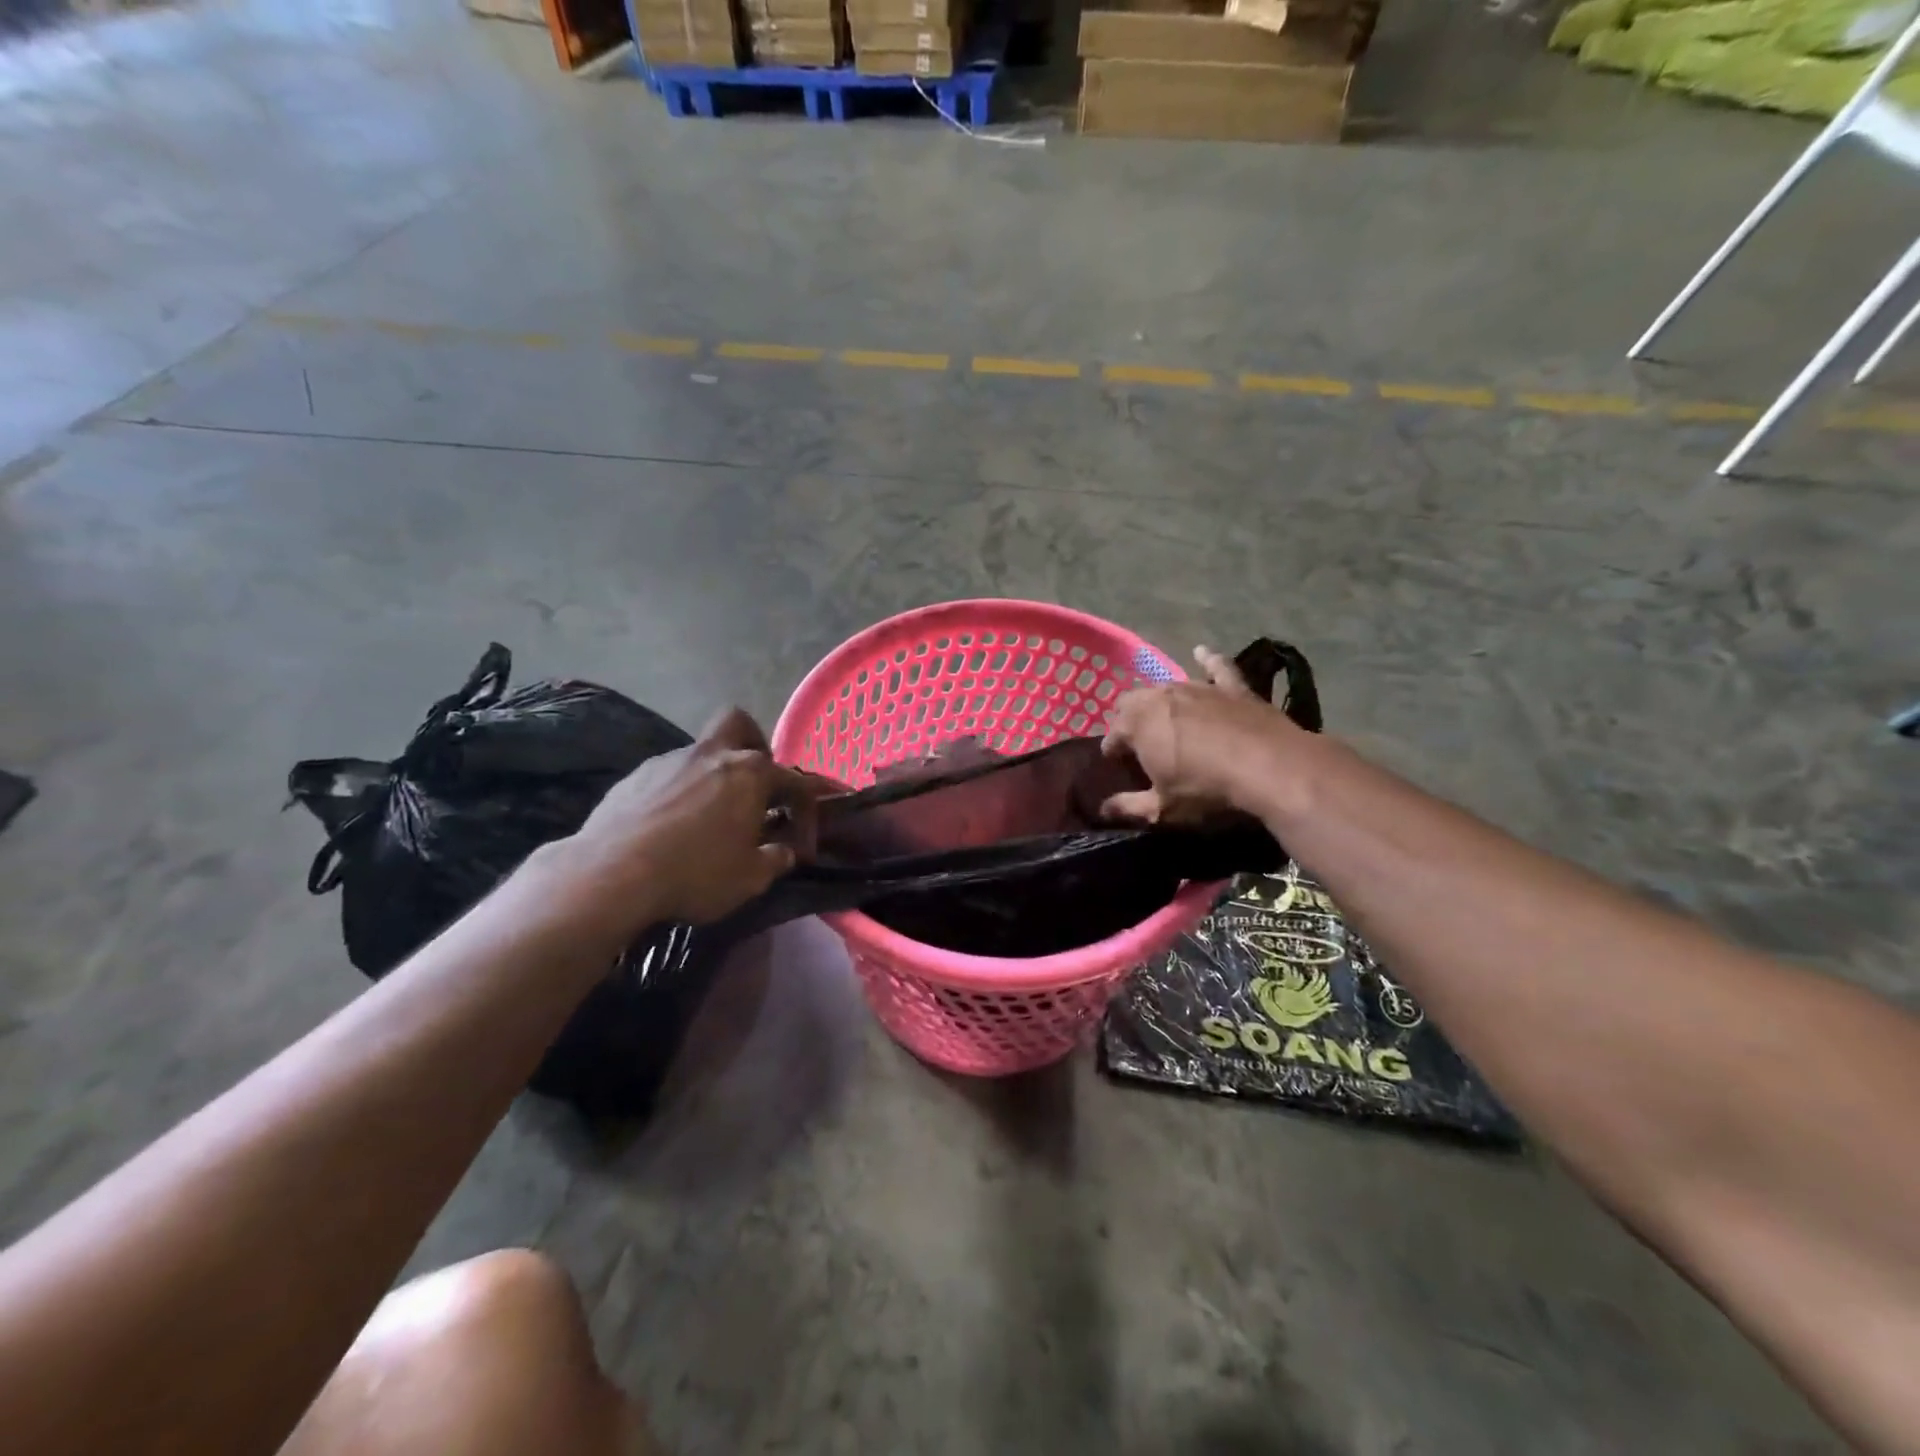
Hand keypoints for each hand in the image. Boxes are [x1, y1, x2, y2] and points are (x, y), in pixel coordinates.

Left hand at [566, 708, 815, 929]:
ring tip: (706, 816)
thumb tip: (784, 852)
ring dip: (711, 775)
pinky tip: (669, 826)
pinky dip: (677, 792)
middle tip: (753, 782)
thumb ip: (774, 861)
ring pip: (700, 753)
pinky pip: (667, 776)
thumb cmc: (695, 873)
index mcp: (750, 773)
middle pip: (739, 724)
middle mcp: (712, 754)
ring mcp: (669, 761)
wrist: (611, 874)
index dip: (805, 814)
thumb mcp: (749, 879)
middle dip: (753, 744)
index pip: (794, 782)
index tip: (800, 847)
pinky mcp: (634, 777)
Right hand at [1100, 646, 1303, 824]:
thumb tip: (1103, 810)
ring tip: (1164, 716)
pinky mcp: (1231, 687)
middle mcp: (1160, 697)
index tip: (1114, 762)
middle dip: (1129, 718)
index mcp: (1137, 724)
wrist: (1268, 765)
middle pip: (1132, 702)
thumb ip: (1129, 807)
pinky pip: (1216, 668)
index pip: (1113, 734)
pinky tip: (1202, 652)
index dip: (1111, 749)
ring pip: (1167, 686)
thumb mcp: (1162, 807)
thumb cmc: (1205, 788)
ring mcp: (1197, 687)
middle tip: (1138, 741)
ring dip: (1160, 700)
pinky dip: (1207, 661)